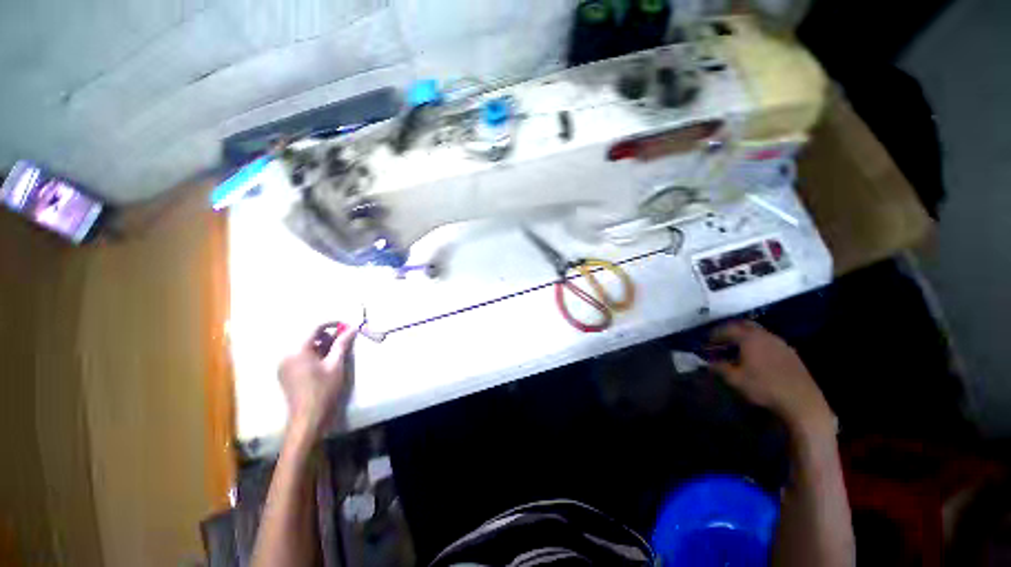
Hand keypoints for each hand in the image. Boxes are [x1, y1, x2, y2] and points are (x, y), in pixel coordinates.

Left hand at [278, 323, 356, 443]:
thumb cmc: (324, 389)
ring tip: (337, 352)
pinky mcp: (285, 373)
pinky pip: (300, 356)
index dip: (332, 323)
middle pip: (309, 336)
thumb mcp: (336, 364)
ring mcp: (284, 364)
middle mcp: (287, 354)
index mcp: (298, 350)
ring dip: (322, 345)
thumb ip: (342, 344)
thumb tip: (352, 328)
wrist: (308, 417)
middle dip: (328, 335)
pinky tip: (325, 362)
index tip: (347, 325)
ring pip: (305, 346)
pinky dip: (313, 354)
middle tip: (345, 340)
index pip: (315, 327)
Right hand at [709, 320, 834, 435]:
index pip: (728, 329)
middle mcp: (765, 336)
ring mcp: (780, 343)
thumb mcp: (735, 379)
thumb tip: (707, 362)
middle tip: (722, 338)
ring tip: (737, 347)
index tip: (707, 340)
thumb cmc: (763, 386)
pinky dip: (758, 344)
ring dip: (746, 337)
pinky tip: (756, 356)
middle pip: (745, 325)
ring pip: (759, 333)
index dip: (715, 333)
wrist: (801, 401)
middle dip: (732, 330)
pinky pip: (769, 341)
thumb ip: (719, 367)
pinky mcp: (790, 353)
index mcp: (750, 338)